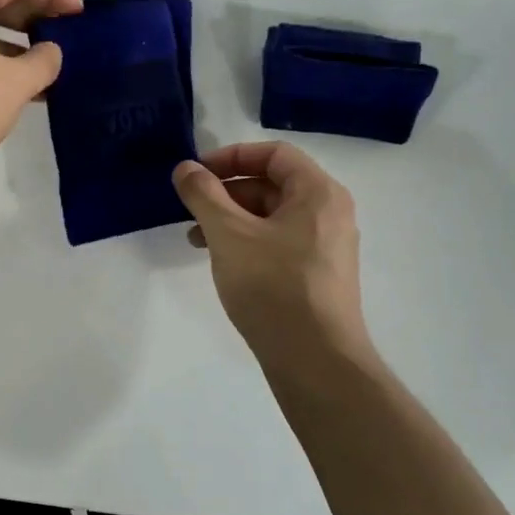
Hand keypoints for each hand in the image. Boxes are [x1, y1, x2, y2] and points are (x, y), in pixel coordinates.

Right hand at [173, 142, 370, 358]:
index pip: (274, 154)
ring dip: (231, 219)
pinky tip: (222, 262)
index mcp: (318, 193)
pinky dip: (247, 242)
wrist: (315, 360)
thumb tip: (185, 168)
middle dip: (226, 192)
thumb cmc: (273, 286)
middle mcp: (329, 213)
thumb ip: (203, 195)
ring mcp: (326, 246)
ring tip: (196, 240)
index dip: (231, 157)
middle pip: (272, 184)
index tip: (196, 173)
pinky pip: (278, 242)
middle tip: (190, 209)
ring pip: (272, 216)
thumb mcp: (229, 235)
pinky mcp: (317, 274)